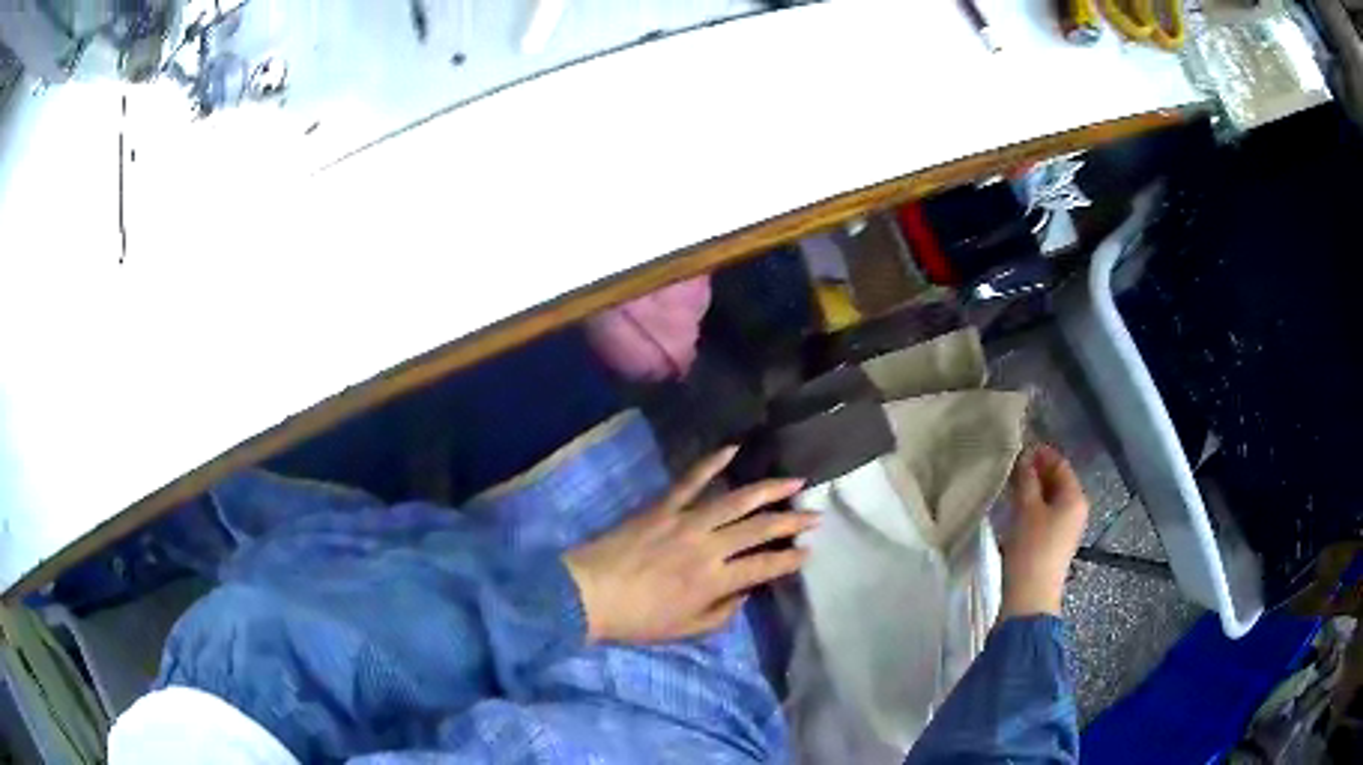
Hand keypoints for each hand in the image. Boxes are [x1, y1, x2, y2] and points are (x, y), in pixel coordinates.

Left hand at [562, 447, 814, 643]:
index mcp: (714, 581)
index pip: (764, 566)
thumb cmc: (637, 619)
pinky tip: (733, 449)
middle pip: (759, 529)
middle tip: (815, 515)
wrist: (586, 594)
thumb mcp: (685, 630)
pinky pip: (690, 480)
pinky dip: (711, 462)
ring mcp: (685, 521)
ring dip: (768, 489)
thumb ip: (721, 613)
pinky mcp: (662, 507)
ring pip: (736, 500)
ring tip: (794, 481)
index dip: (790, 559)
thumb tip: (744, 592)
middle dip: (792, 522)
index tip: (808, 552)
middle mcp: (707, 547)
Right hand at [1000, 444, 1088, 618]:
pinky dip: (1031, 506)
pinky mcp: (1053, 544)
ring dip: (1031, 489)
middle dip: (1035, 471)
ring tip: (1007, 484)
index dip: (1041, 453)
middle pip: (1057, 481)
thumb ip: (1026, 480)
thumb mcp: (1027, 509)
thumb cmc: (1032, 549)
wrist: (1030, 597)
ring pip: (1049, 499)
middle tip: (1009, 464)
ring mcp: (1066, 528)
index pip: (1060, 464)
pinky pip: (1045, 515)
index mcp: (1075, 497)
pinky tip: (1013, 508)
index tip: (1018, 446)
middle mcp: (1075, 510)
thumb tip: (1024, 457)